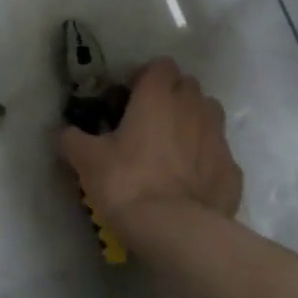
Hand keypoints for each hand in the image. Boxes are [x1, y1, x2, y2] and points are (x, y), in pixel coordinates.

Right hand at [59, 59, 242, 239]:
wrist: (176, 231)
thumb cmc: (127, 182)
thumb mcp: (86, 160)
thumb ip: (72, 139)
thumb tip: (64, 132)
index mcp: (157, 96)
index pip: (160, 65)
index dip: (145, 77)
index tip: (129, 97)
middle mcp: (193, 108)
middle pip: (187, 86)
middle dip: (171, 96)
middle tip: (147, 121)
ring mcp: (218, 139)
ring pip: (209, 114)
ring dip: (192, 121)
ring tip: (171, 147)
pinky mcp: (233, 170)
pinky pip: (218, 153)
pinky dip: (205, 159)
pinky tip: (188, 181)